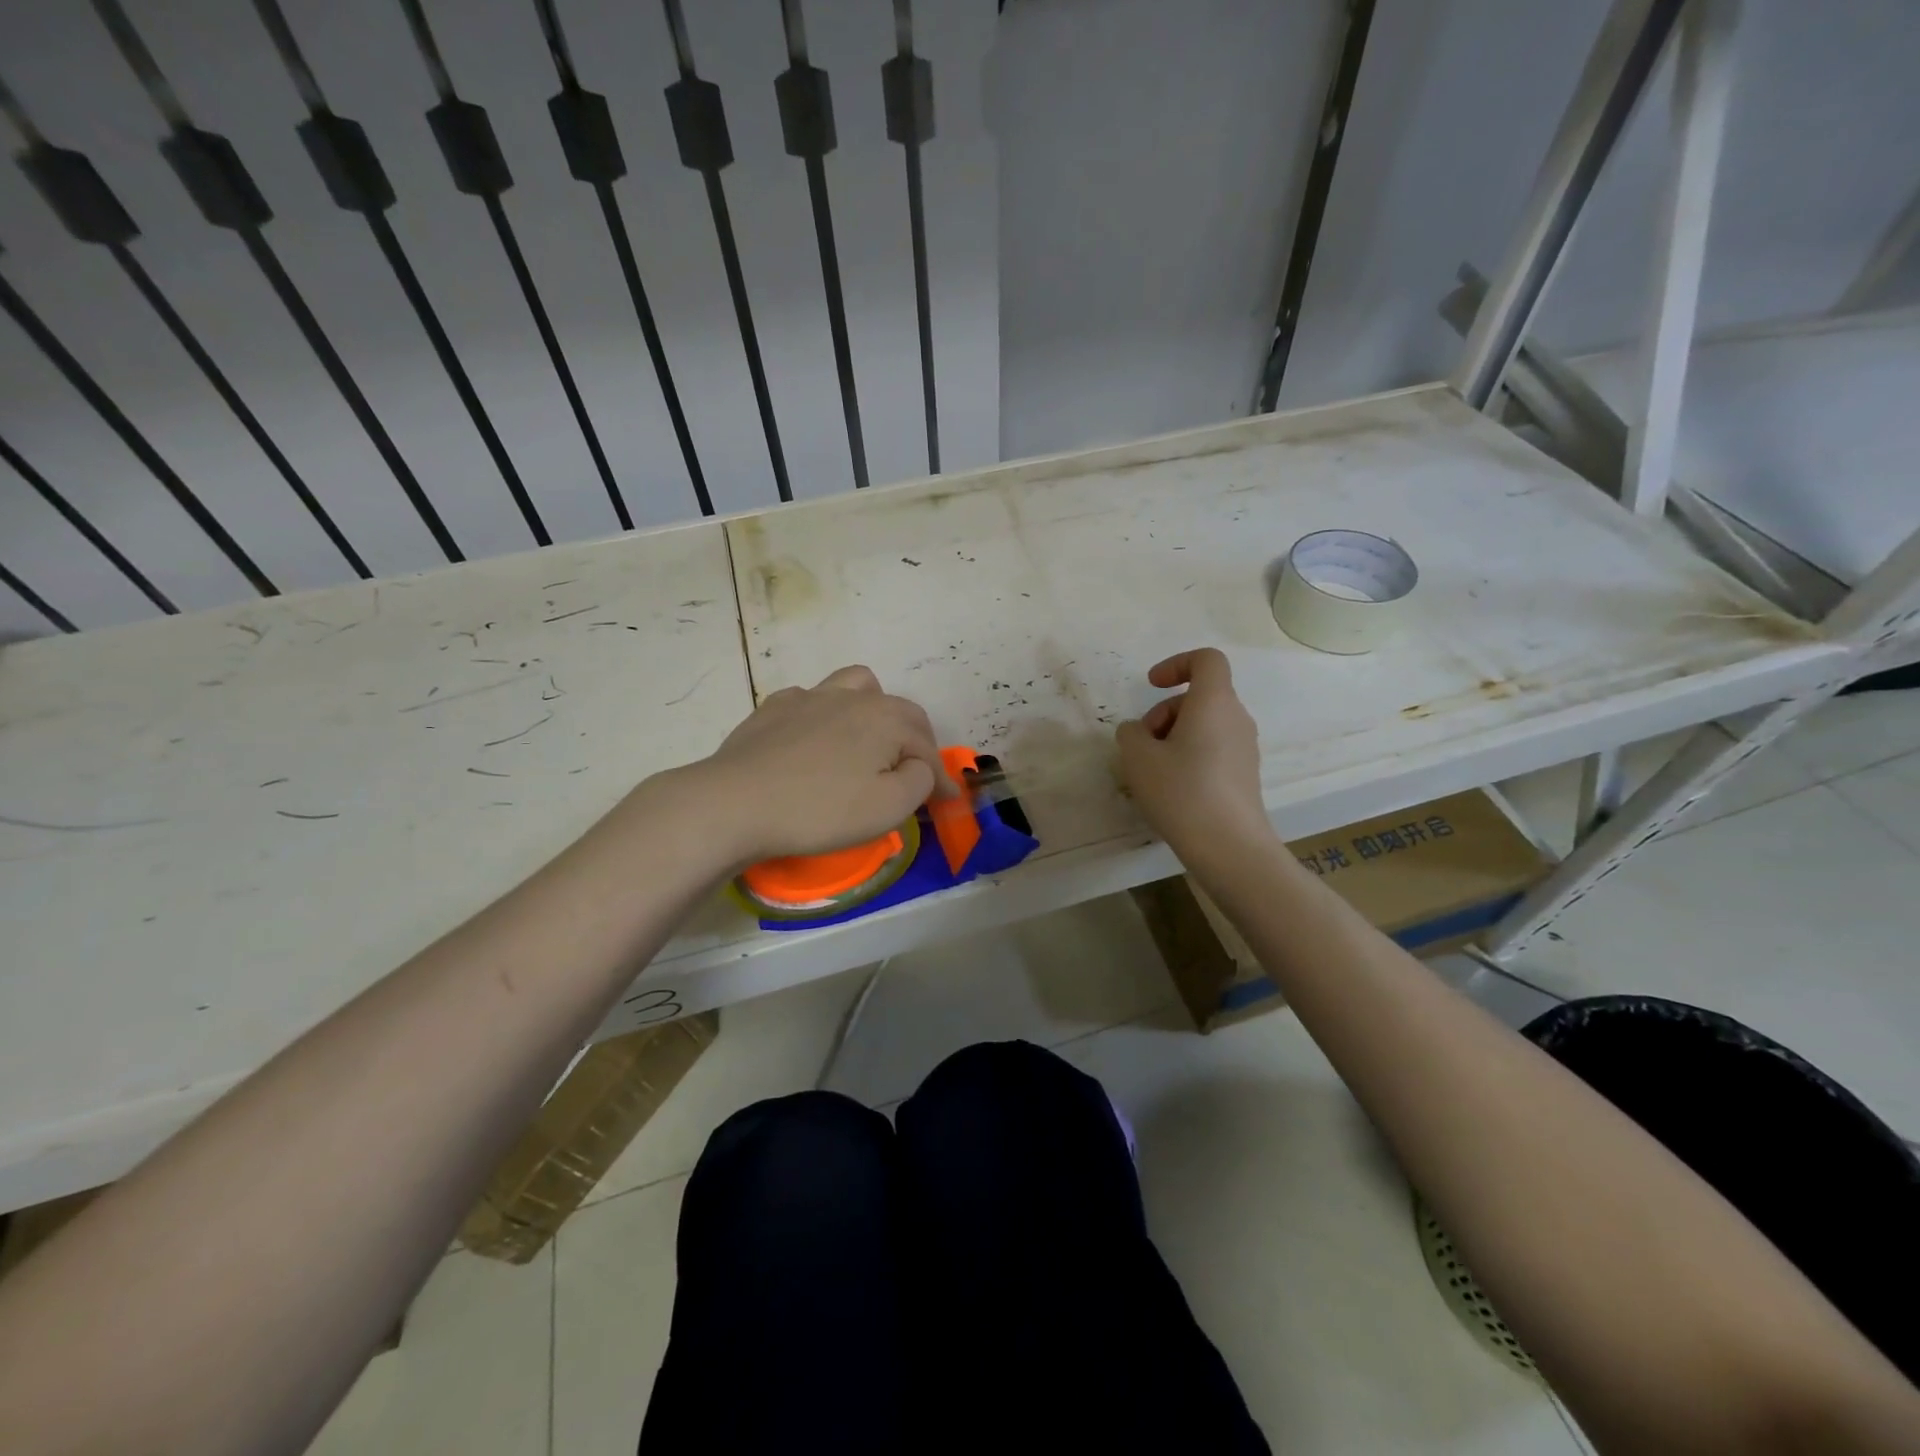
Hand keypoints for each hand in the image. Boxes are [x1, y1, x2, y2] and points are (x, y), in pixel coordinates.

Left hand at [681, 665, 954, 866]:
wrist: (735, 803)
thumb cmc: (819, 810)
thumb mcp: (888, 808)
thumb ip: (919, 781)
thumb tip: (919, 766)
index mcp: (886, 719)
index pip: (926, 748)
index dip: (941, 778)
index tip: (947, 802)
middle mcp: (853, 697)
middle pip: (899, 711)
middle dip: (916, 742)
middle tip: (916, 774)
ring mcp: (810, 697)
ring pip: (857, 686)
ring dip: (874, 710)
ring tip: (870, 739)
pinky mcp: (774, 709)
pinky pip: (812, 700)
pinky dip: (826, 715)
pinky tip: (816, 739)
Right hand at [1116, 649, 1273, 860]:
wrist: (1229, 846)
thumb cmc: (1182, 791)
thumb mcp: (1138, 758)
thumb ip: (1130, 733)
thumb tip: (1137, 731)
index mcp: (1214, 702)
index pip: (1206, 660)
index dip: (1176, 664)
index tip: (1151, 686)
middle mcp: (1236, 718)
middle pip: (1200, 696)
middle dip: (1164, 712)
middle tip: (1142, 744)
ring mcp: (1245, 748)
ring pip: (1205, 724)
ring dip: (1174, 736)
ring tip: (1152, 770)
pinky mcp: (1245, 774)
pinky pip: (1213, 749)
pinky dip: (1189, 756)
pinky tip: (1172, 789)